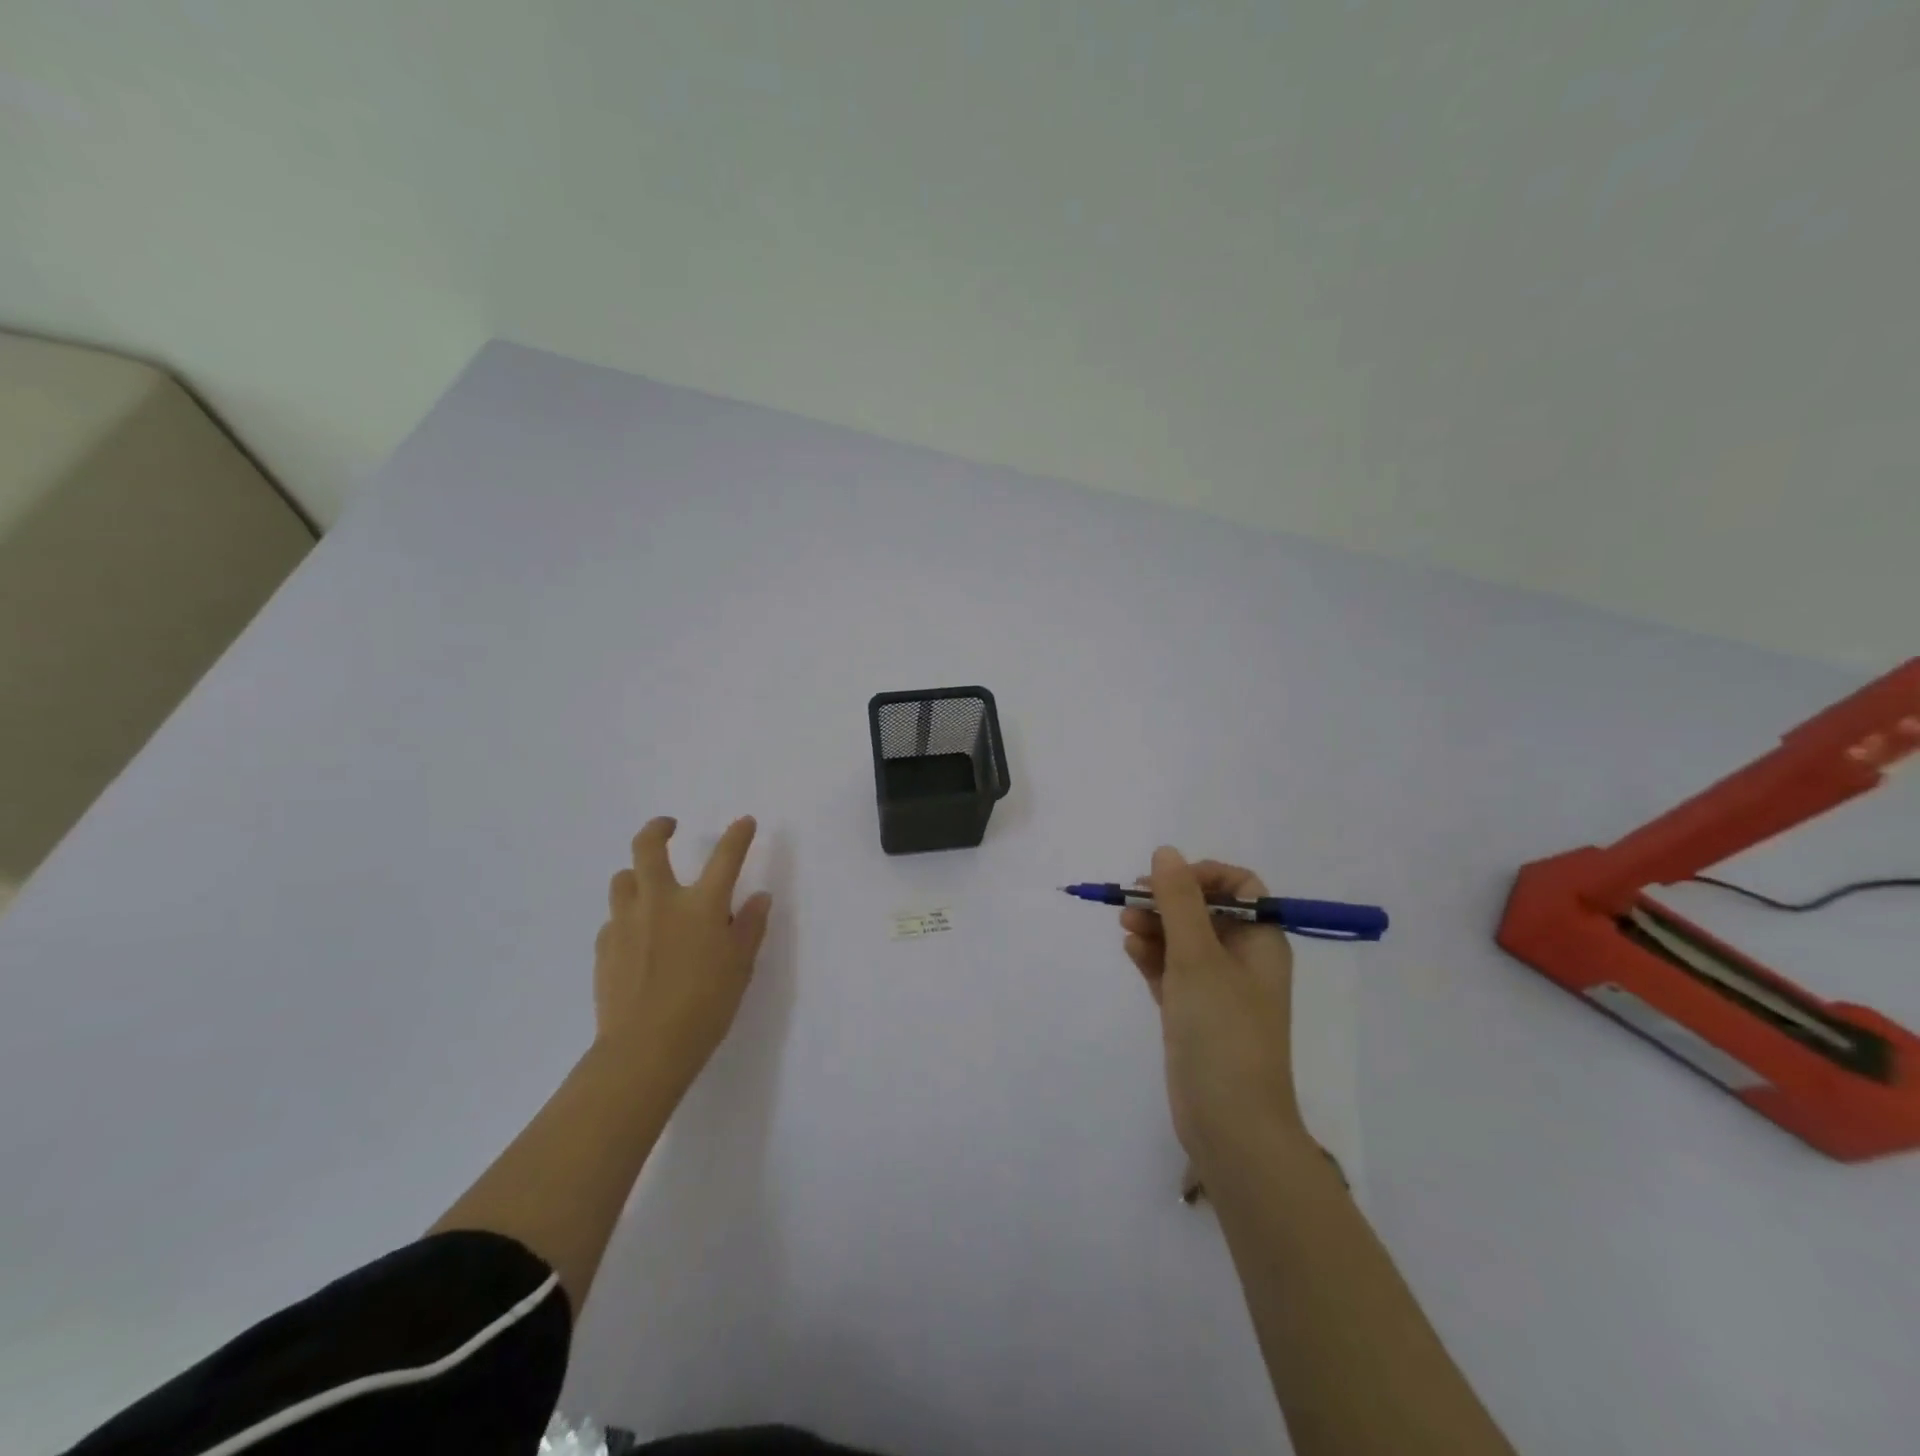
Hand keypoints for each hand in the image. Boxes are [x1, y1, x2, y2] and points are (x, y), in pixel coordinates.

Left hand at [595, 816, 772, 1097]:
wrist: (645, 1050)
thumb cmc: (705, 1007)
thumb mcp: (740, 967)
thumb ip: (750, 927)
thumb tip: (760, 897)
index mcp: (701, 906)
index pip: (725, 857)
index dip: (738, 835)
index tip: (745, 822)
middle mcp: (660, 903)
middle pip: (648, 848)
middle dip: (658, 829)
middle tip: (668, 826)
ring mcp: (626, 923)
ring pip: (623, 879)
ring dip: (637, 876)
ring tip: (649, 888)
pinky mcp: (604, 947)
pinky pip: (614, 919)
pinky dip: (627, 918)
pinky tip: (637, 940)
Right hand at [1122, 847, 1305, 1176]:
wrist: (1230, 1124)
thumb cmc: (1222, 1030)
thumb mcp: (1198, 957)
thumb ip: (1179, 902)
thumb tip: (1165, 852)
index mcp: (1261, 942)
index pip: (1240, 887)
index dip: (1203, 877)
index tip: (1168, 883)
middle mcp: (1243, 960)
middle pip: (1205, 911)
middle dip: (1168, 901)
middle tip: (1132, 901)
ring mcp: (1218, 989)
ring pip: (1184, 941)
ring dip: (1155, 927)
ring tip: (1125, 926)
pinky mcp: (1194, 1014)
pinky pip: (1172, 971)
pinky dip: (1153, 957)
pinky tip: (1131, 949)